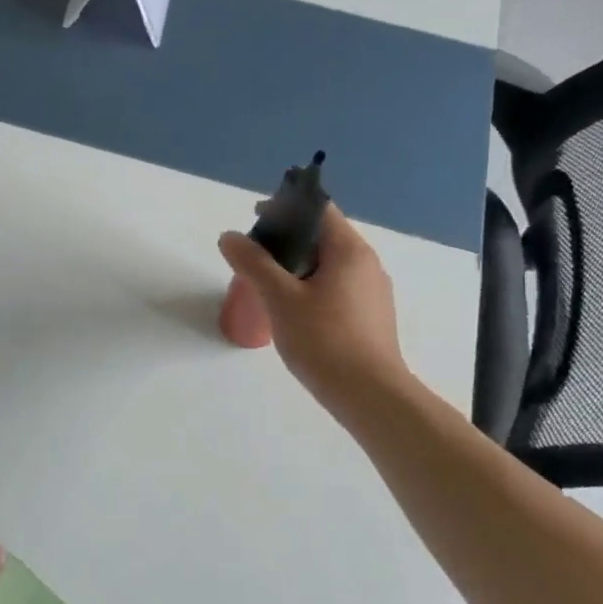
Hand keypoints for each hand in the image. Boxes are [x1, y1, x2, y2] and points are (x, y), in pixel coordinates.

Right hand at [218, 203, 411, 409]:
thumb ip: (253, 263)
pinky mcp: (370, 317)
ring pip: (329, 264)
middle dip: (286, 240)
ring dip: (297, 266)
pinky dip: (310, 286)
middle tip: (253, 257)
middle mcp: (366, 264)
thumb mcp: (280, 298)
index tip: (256, 221)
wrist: (370, 396)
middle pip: (323, 236)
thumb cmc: (324, 340)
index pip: (319, 209)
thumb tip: (230, 236)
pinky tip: (291, 311)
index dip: (286, 207)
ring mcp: (372, 292)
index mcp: (350, 251)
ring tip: (266, 284)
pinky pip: (336, 287)